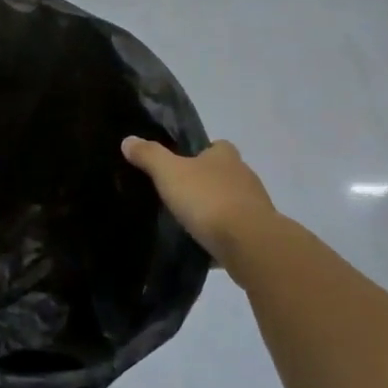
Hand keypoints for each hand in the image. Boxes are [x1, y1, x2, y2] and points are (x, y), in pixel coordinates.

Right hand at [121, 137, 276, 266]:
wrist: (250, 244)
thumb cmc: (208, 199)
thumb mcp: (170, 173)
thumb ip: (149, 156)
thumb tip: (128, 140)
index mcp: (225, 156)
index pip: (217, 146)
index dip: (201, 153)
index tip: (183, 164)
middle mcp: (244, 176)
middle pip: (225, 174)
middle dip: (207, 183)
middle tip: (181, 195)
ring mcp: (256, 206)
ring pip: (233, 203)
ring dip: (216, 210)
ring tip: (190, 222)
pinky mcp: (259, 235)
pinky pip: (237, 232)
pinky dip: (223, 237)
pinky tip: (205, 247)